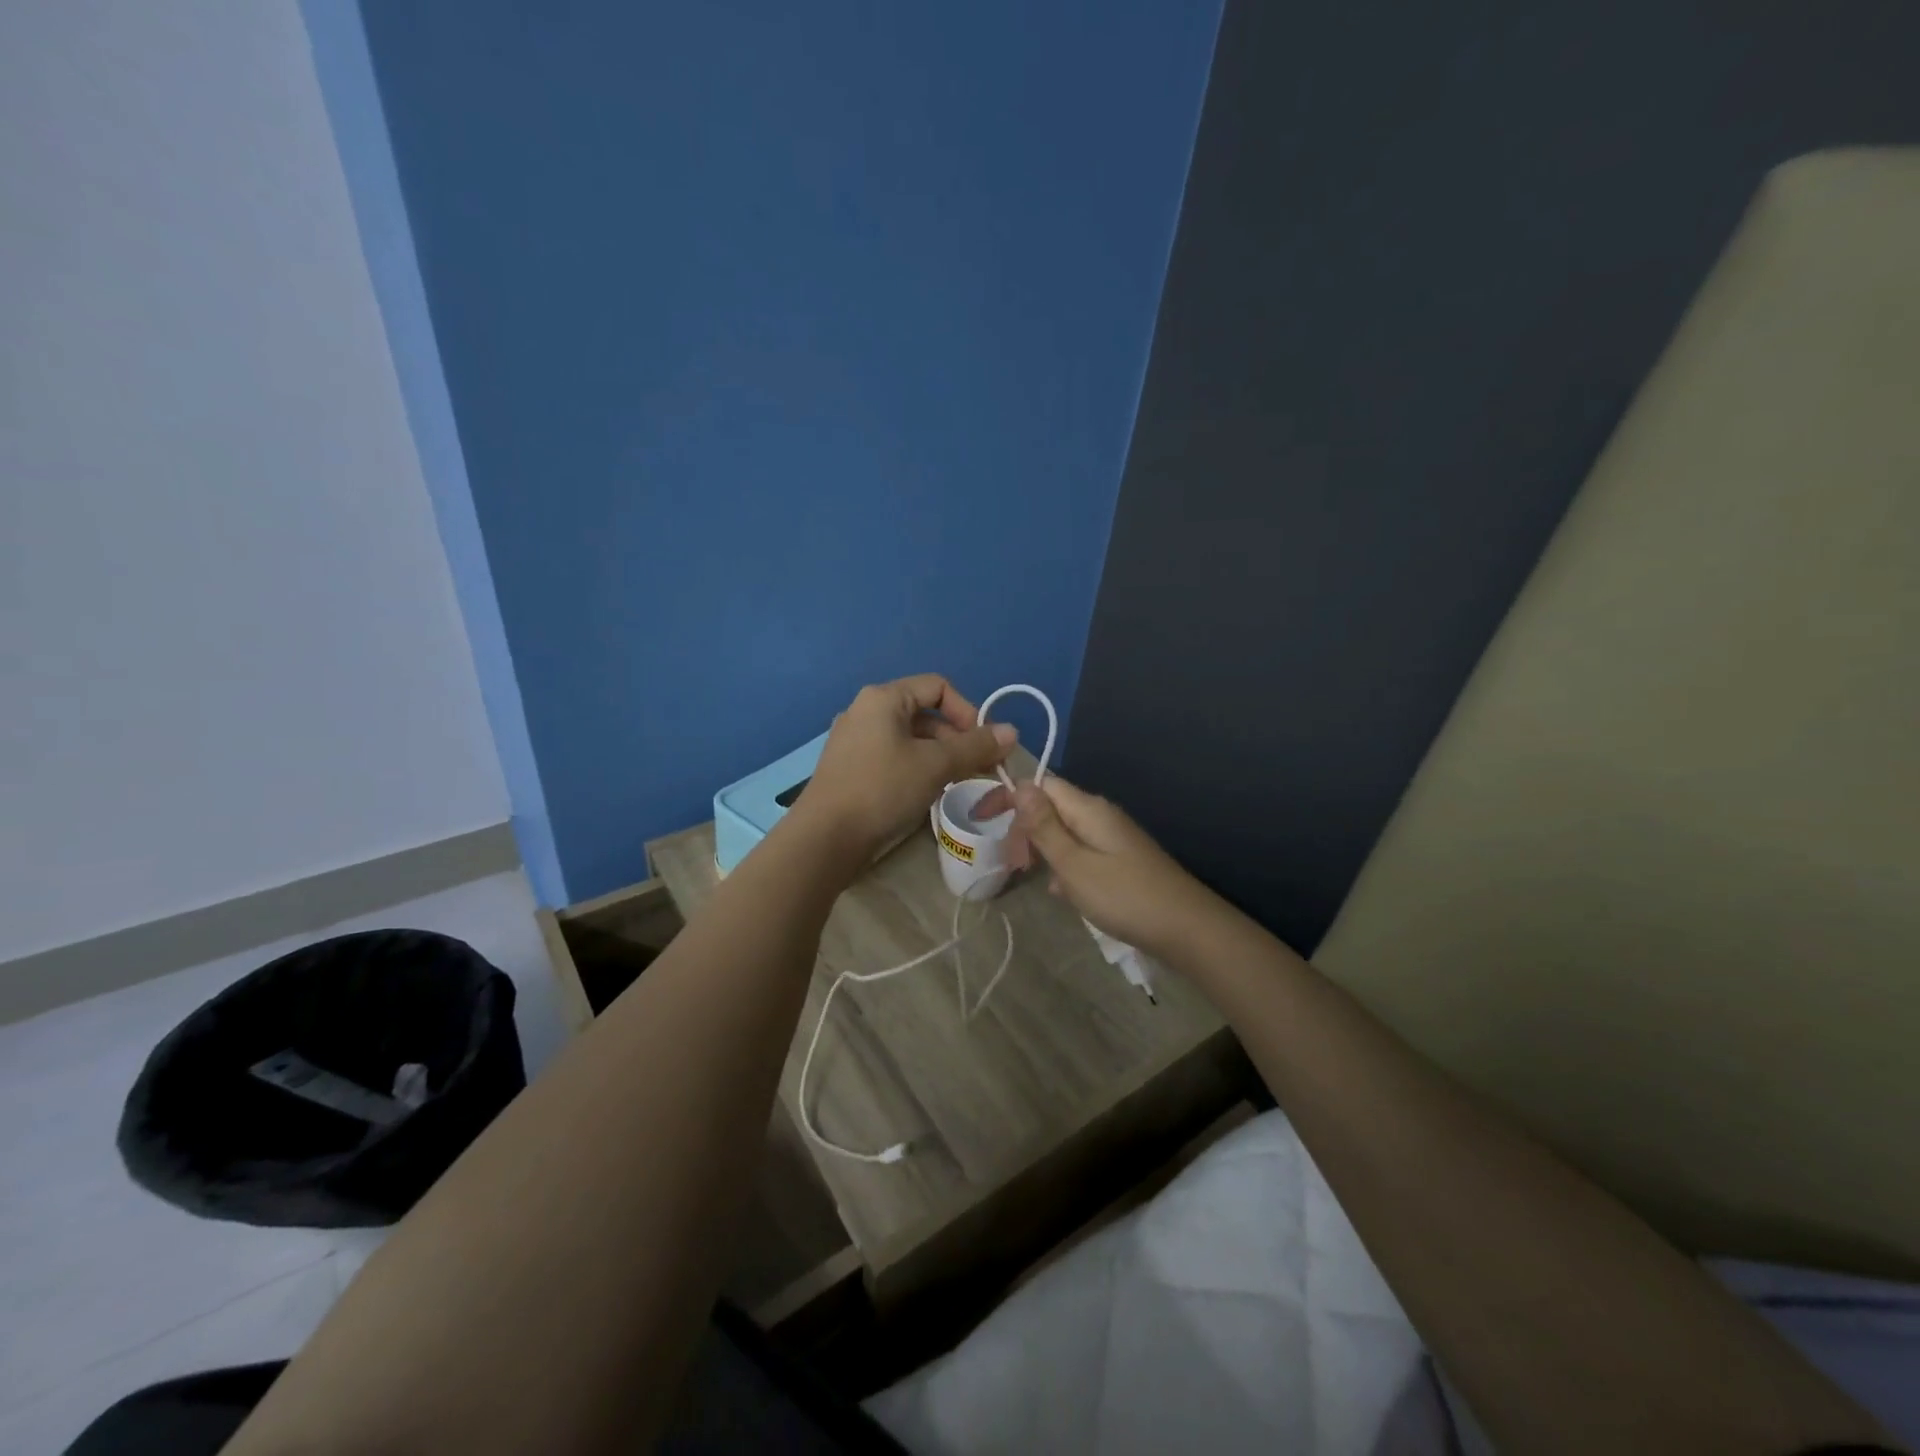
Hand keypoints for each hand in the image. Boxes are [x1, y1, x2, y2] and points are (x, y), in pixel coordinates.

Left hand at [794, 675, 1017, 862]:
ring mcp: (855, 739)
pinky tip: (927, 792)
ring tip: (957, 783)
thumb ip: (975, 746)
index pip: (938, 686)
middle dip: (957, 738)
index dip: (968, 711)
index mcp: (883, 698)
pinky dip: (917, 767)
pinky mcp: (850, 766)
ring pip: (910, 737)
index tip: (984, 744)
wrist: (825, 838)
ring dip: (940, 755)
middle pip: (925, 712)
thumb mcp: (935, 765)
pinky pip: (893, 755)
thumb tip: (1012, 732)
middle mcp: (866, 710)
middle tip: (979, 769)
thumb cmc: (882, 789)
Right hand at [978, 776, 1218, 957]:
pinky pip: (1082, 852)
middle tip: (1010, 860)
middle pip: (1052, 807)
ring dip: (1044, 849)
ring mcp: (1113, 837)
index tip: (983, 819)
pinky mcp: (1121, 859)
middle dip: (1025, 827)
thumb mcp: (1074, 864)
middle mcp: (1101, 814)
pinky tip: (1063, 892)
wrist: (1187, 929)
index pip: (1041, 784)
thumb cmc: (1124, 896)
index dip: (1010, 796)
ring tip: (1028, 875)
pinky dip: (1066, 866)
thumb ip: (1045, 827)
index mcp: (1088, 809)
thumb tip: (1019, 785)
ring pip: (1066, 832)